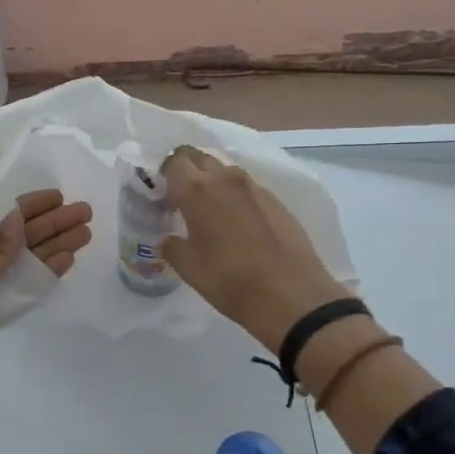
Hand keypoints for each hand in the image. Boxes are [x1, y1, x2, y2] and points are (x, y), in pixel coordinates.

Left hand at [0, 189, 92, 382]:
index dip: (28, 205)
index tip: (57, 196)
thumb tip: (18, 221)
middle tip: (84, 213)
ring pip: (25, 262)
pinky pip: (24, 291)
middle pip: (17, 237)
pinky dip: (44, 276)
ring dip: (54, 247)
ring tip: (85, 234)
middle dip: (50, 224)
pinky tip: (66, 261)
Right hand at [159, 145, 353, 353]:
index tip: (163, 194)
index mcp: (197, 190)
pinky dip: (236, 197)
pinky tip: (239, 225)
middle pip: (200, 158)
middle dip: (188, 171)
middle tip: (183, 198)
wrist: (290, 295)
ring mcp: (255, 188)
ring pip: (226, 171)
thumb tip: (168, 240)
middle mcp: (226, 179)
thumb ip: (172, 247)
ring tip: (211, 212)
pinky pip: (248, 189)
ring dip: (213, 182)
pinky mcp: (277, 201)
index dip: (166, 174)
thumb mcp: (189, 268)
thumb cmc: (229, 280)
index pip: (174, 161)